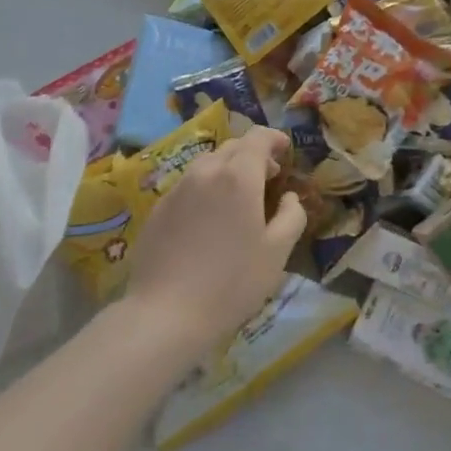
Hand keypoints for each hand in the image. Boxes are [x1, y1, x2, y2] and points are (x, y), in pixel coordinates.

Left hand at [121, 126, 306, 355]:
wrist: (166, 313)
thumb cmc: (232, 282)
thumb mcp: (277, 252)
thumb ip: (292, 216)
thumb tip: (289, 197)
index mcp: (238, 177)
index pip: (257, 138)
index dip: (275, 138)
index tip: (287, 150)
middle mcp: (205, 172)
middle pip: (232, 147)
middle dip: (254, 155)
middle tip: (269, 177)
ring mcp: (176, 189)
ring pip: (207, 165)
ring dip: (228, 170)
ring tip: (239, 197)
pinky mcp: (158, 209)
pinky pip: (188, 186)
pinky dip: (206, 189)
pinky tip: (210, 219)